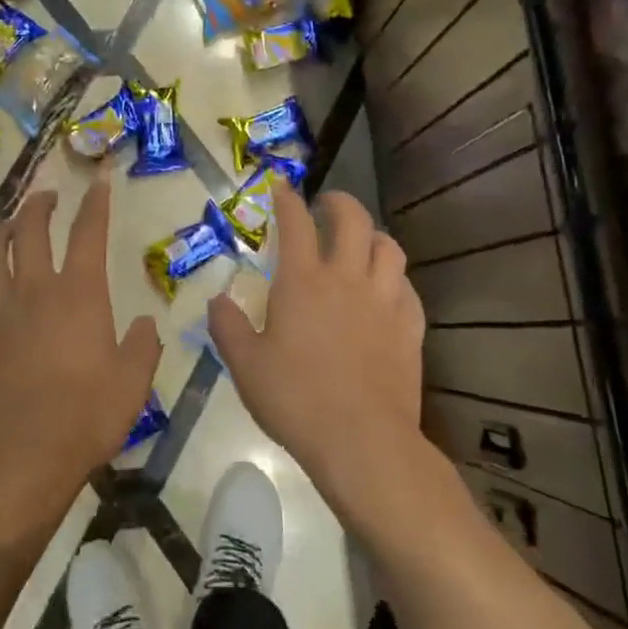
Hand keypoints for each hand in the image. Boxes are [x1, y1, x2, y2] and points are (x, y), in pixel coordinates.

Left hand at [0, 181, 161, 524]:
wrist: (17, 457)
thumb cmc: (85, 418)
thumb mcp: (132, 384)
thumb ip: (143, 347)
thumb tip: (146, 322)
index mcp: (79, 294)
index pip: (89, 232)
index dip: (95, 202)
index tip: (99, 179)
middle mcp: (34, 289)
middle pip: (31, 229)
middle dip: (39, 204)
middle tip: (46, 197)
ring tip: (5, 224)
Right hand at [207, 190, 424, 492]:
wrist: (361, 440)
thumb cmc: (295, 399)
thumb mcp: (245, 365)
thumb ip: (227, 327)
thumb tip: (217, 301)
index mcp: (303, 282)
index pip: (296, 223)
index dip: (287, 199)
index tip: (282, 187)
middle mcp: (347, 279)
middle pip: (353, 220)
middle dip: (339, 203)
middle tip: (327, 204)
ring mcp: (384, 302)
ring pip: (389, 248)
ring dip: (374, 236)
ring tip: (362, 242)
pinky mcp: (410, 328)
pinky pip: (408, 288)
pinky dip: (395, 279)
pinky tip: (387, 290)